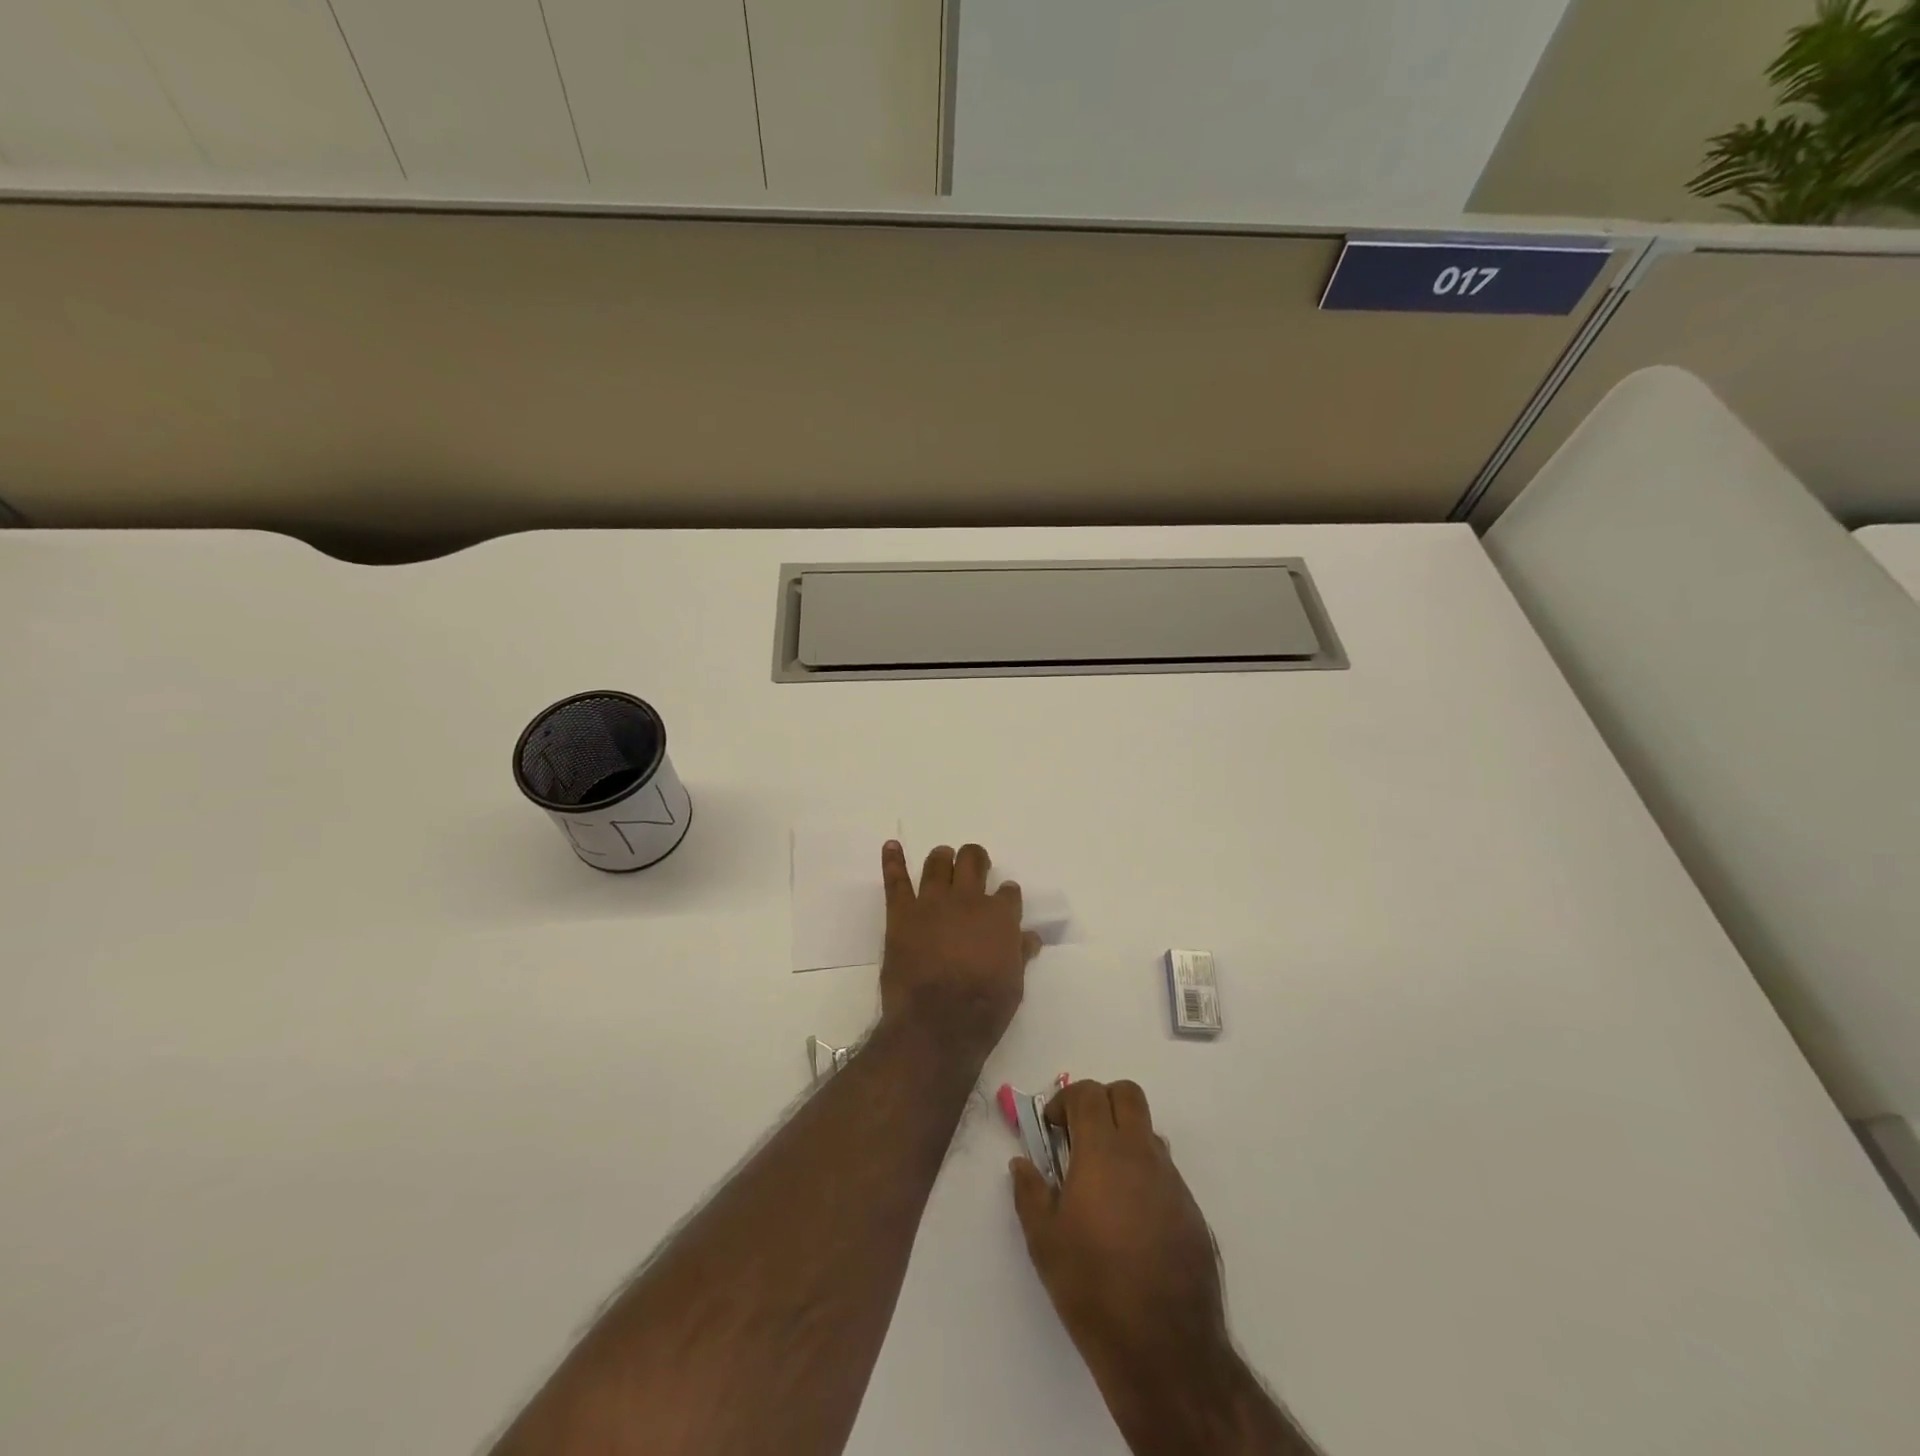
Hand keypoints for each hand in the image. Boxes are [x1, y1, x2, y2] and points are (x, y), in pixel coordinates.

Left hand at [878, 841, 1040, 1063]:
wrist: (937, 1023)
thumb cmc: (983, 1009)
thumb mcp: (1014, 984)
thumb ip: (1019, 954)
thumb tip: (1029, 937)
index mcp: (1000, 916)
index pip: (1009, 892)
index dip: (1007, 895)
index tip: (1005, 900)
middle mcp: (968, 900)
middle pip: (973, 861)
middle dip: (976, 859)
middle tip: (975, 865)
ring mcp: (932, 903)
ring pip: (938, 863)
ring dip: (942, 857)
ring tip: (943, 857)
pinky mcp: (902, 913)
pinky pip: (896, 880)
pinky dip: (893, 860)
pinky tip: (891, 846)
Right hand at [1010, 1080, 1227, 1386]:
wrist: (1167, 1349)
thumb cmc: (1093, 1288)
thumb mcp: (1044, 1242)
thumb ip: (1030, 1193)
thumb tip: (1023, 1164)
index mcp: (1103, 1152)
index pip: (1088, 1093)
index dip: (1065, 1099)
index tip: (1051, 1128)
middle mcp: (1142, 1154)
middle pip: (1126, 1094)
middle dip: (1100, 1102)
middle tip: (1079, 1137)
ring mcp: (1172, 1181)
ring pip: (1147, 1132)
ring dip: (1123, 1138)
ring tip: (1102, 1184)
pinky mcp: (1191, 1210)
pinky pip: (1164, 1171)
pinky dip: (1142, 1175)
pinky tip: (1129, 1222)